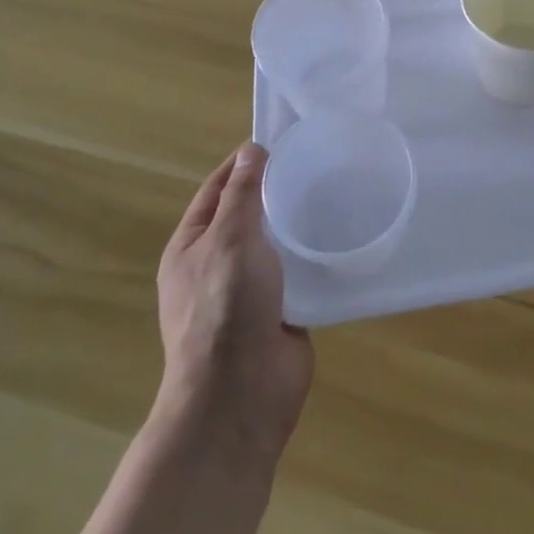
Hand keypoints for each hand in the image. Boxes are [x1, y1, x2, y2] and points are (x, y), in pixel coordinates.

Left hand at [156, 143, 313, 461]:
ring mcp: (249, 292)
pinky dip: (315, 256)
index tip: (279, 140)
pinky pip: (299, 273)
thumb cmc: (224, 307)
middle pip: (248, 216)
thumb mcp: (229, 238)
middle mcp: (217, 266)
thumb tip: (251, 150)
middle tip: (317, 162)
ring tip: (337, 192)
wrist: (240, 394)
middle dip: (276, 191)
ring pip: (276, 244)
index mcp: (191, 247)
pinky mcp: (281, 312)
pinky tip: (342, 236)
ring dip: (299, 224)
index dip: (242, 164)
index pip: (216, 190)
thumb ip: (242, 194)